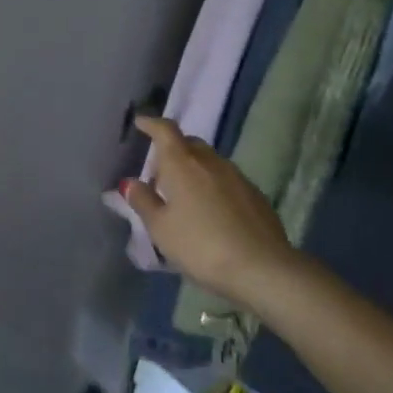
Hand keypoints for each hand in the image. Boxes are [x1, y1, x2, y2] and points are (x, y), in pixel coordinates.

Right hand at [127, 116, 297, 307]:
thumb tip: (130, 182)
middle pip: (189, 143)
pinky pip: (227, 180)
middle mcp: (210, 161)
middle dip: (173, 150)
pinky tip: (213, 212)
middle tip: (160, 173)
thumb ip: (143, 201)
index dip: (151, 123)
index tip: (141, 123)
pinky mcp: (256, 195)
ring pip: (210, 162)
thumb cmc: (201, 246)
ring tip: (185, 195)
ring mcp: (237, 176)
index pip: (165, 130)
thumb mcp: (161, 229)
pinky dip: (214, 186)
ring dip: (195, 169)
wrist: (262, 269)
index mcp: (182, 163)